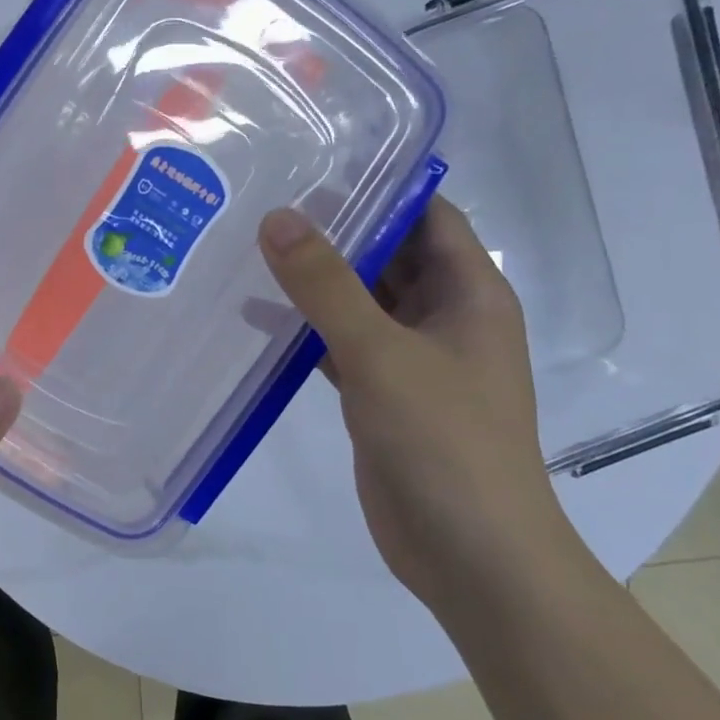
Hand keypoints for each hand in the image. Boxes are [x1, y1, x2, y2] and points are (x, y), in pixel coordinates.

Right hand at [259, 199, 579, 611]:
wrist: (469, 553)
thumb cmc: (443, 441)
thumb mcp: (380, 353)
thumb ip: (326, 285)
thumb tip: (278, 217)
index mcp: (468, 294)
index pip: (428, 216)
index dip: (381, 187)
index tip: (316, 166)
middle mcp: (444, 319)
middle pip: (389, 256)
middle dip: (336, 231)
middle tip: (265, 202)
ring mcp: (413, 360)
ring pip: (361, 303)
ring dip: (316, 282)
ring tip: (250, 249)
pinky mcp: (383, 395)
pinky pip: (342, 345)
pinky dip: (307, 331)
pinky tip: (258, 319)